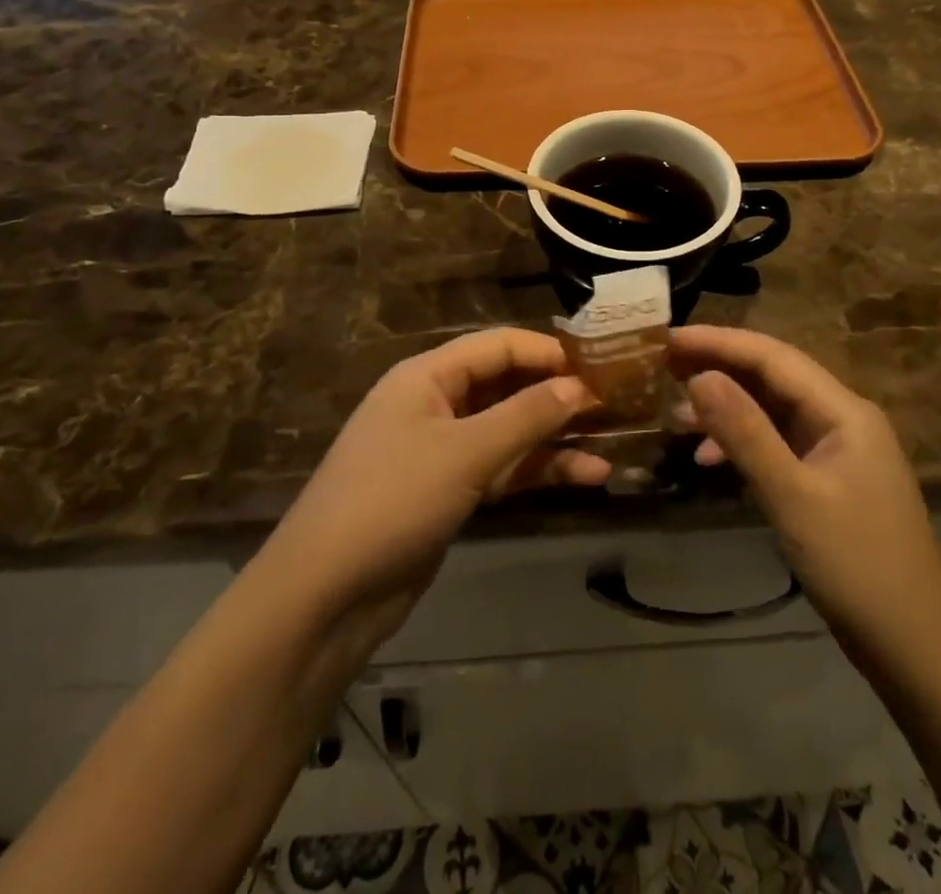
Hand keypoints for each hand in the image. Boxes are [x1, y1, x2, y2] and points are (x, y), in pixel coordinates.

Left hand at [264, 329, 609, 644]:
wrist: (326, 595)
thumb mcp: (465, 452)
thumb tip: (579, 385)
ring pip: (509, 432)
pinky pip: (502, 470)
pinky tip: (585, 477)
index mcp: (426, 376)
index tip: (598, 364)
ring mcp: (442, 452)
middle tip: (614, 403)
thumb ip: (526, 416)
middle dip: (555, 395)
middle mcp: (435, 404)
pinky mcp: (449, 493)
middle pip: (505, 387)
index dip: (546, 351)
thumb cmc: (393, 500)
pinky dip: (538, 472)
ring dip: (555, 439)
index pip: (496, 346)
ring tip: (611, 444)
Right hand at [670, 326, 940, 666]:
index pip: (773, 356)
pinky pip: (777, 444)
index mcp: (844, 411)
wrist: (916, 650)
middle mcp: (842, 419)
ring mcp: (837, 451)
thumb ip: (745, 433)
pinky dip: (742, 444)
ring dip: (727, 408)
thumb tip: (699, 377)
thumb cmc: (858, 567)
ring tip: (677, 413)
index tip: (669, 339)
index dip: (719, 342)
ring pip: (772, 411)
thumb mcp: (793, 497)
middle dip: (719, 368)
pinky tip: (708, 459)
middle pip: (773, 377)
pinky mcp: (828, 480)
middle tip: (664, 366)